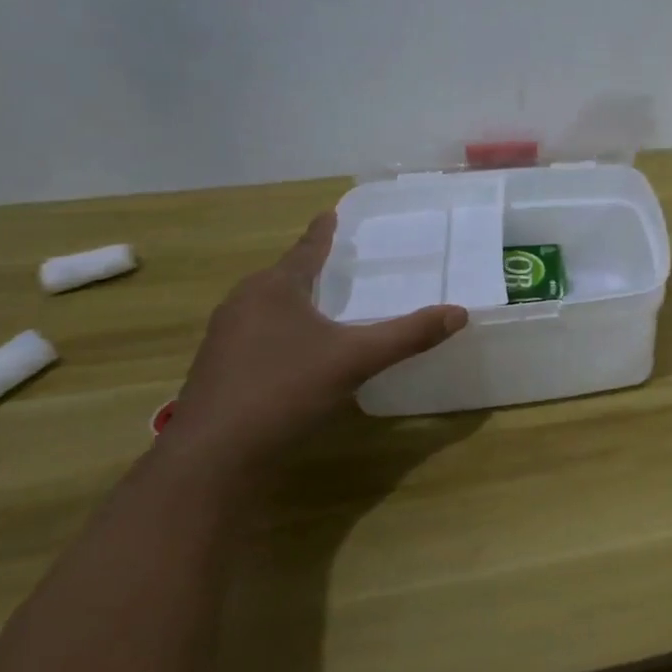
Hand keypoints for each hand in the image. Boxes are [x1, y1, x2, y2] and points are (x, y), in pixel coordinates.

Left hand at [170, 211, 466, 464]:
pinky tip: (300, 352)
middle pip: (283, 277)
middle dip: (310, 268)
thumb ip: (408, 335)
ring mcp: (225, 339)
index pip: (305, 250)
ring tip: (323, 303)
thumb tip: (459, 313)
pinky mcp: (219, 370)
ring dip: (296, 302)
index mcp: (273, 289)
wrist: (212, 458)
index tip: (331, 212)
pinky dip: (283, 332)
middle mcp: (243, 304)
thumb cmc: (283, 390)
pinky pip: (258, 335)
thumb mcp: (356, 359)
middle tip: (339, 260)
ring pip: (267, 308)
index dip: (322, 233)